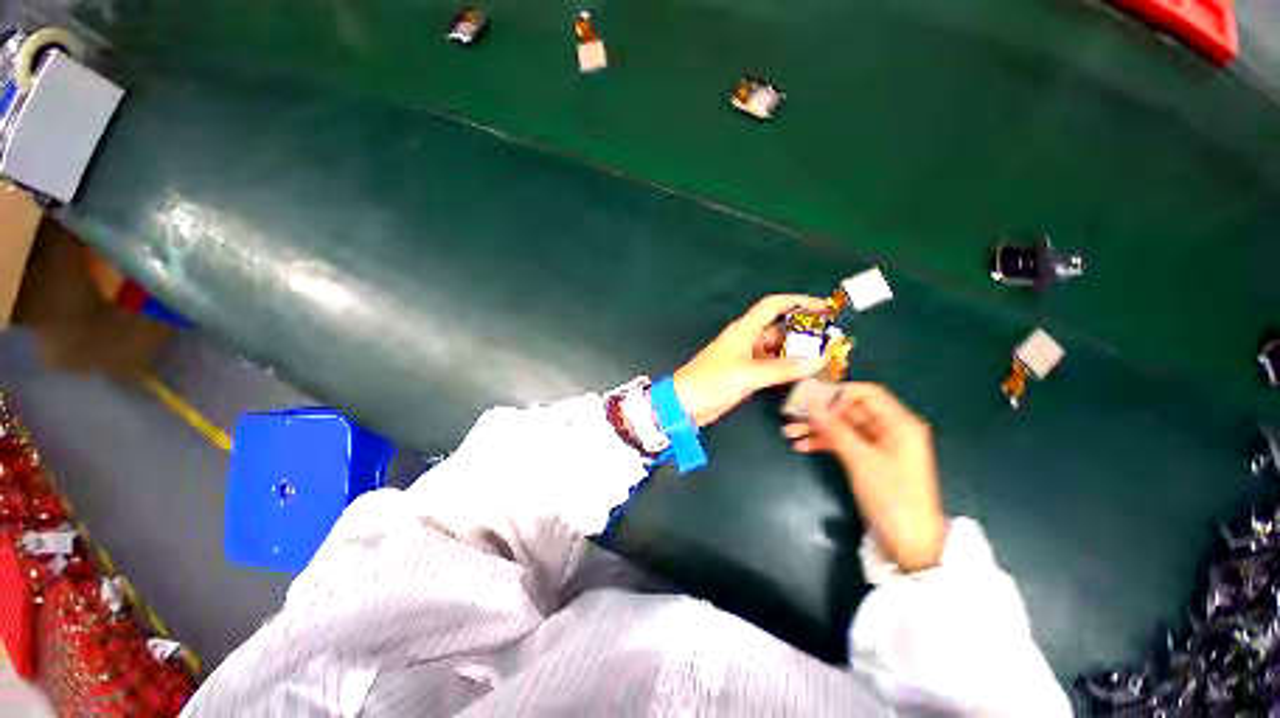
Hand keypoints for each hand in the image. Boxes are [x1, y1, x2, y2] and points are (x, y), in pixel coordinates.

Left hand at [674, 295, 830, 426]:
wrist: (686, 403)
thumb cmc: (713, 381)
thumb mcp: (749, 373)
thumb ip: (783, 369)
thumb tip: (817, 361)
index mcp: (744, 330)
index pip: (772, 305)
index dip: (796, 301)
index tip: (821, 306)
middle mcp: (747, 340)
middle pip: (779, 328)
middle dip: (803, 331)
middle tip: (831, 338)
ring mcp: (746, 358)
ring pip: (777, 349)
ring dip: (797, 351)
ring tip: (824, 355)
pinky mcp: (746, 374)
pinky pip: (772, 365)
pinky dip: (787, 367)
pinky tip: (804, 372)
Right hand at [783, 383, 946, 572]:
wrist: (911, 544)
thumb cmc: (892, 497)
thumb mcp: (861, 460)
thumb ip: (835, 429)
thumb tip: (812, 404)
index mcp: (899, 423)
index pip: (866, 393)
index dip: (838, 393)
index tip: (811, 399)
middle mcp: (890, 429)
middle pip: (850, 410)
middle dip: (821, 413)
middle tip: (792, 415)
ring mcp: (879, 445)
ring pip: (843, 427)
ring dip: (817, 429)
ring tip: (789, 432)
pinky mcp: (870, 460)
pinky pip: (844, 443)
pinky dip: (825, 443)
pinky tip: (801, 446)